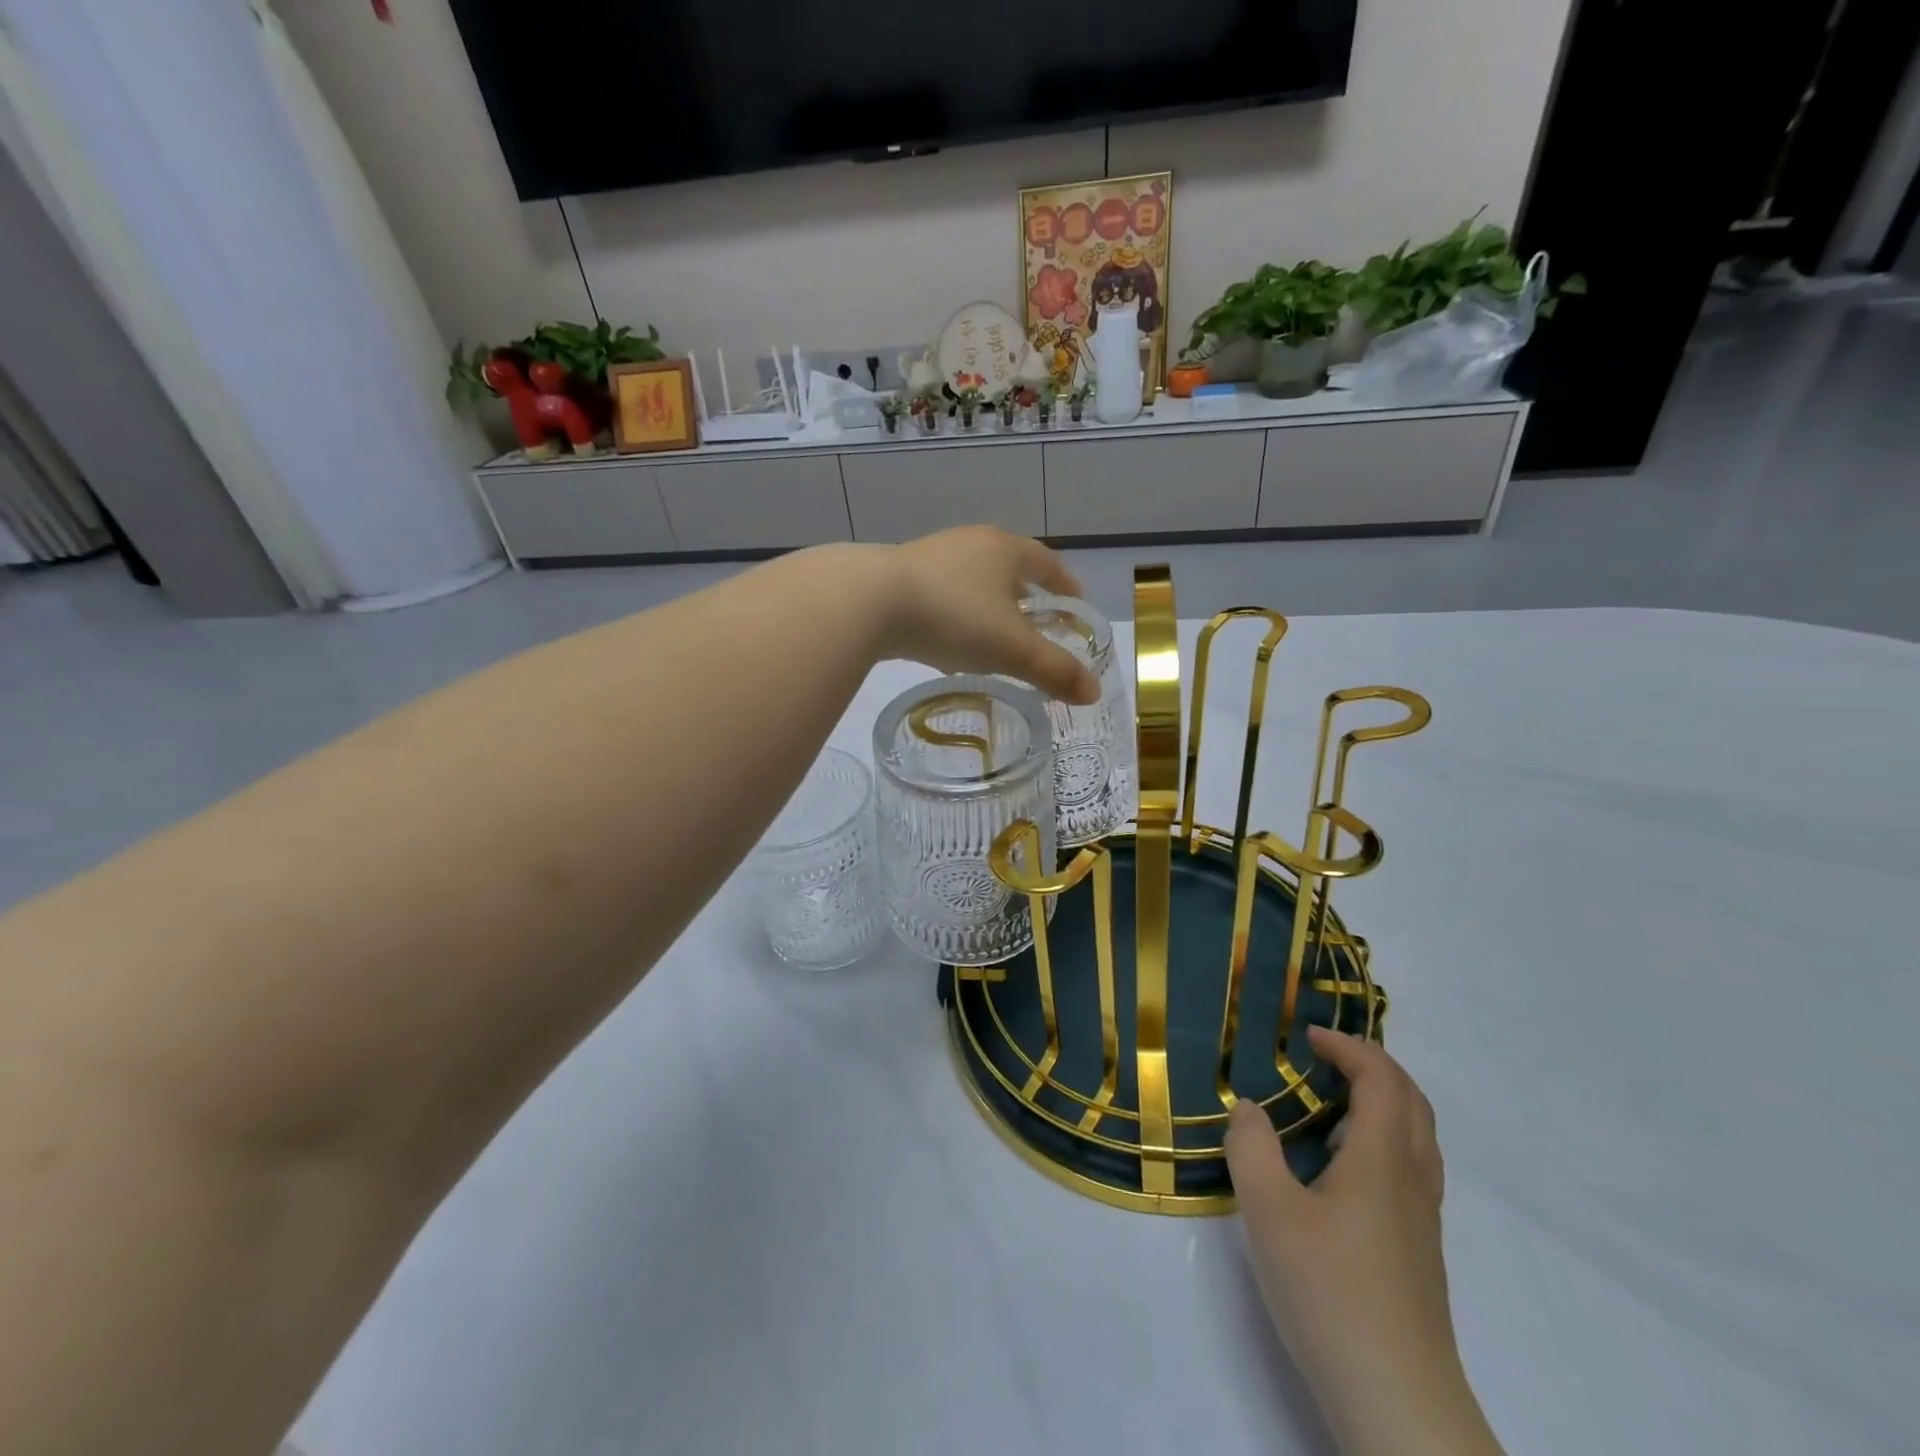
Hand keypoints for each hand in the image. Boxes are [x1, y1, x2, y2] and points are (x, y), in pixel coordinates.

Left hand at [876, 527, 1099, 703]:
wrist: (869, 601)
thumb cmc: (954, 616)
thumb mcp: (1012, 649)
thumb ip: (1054, 670)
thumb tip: (1093, 693)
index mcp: (1006, 550)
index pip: (1048, 562)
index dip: (1066, 584)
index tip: (1076, 602)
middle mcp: (971, 543)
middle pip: (1009, 566)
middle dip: (1026, 593)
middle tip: (1038, 621)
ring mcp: (932, 556)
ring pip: (973, 580)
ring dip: (988, 604)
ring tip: (994, 634)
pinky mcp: (900, 575)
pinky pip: (942, 594)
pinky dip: (957, 614)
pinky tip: (949, 641)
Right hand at [1226, 1026, 1499, 1455]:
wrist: (1398, 1401)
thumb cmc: (1331, 1292)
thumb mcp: (1270, 1211)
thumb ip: (1252, 1148)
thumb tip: (1249, 1108)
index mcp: (1383, 1159)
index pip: (1381, 1079)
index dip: (1348, 1046)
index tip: (1306, 1035)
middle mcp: (1412, 1179)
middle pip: (1411, 1101)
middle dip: (1371, 1065)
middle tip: (1324, 1056)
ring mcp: (1421, 1218)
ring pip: (1416, 1136)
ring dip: (1381, 1101)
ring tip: (1329, 1102)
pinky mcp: (1417, 1250)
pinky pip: (1409, 1167)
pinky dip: (1381, 1138)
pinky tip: (1342, 1166)